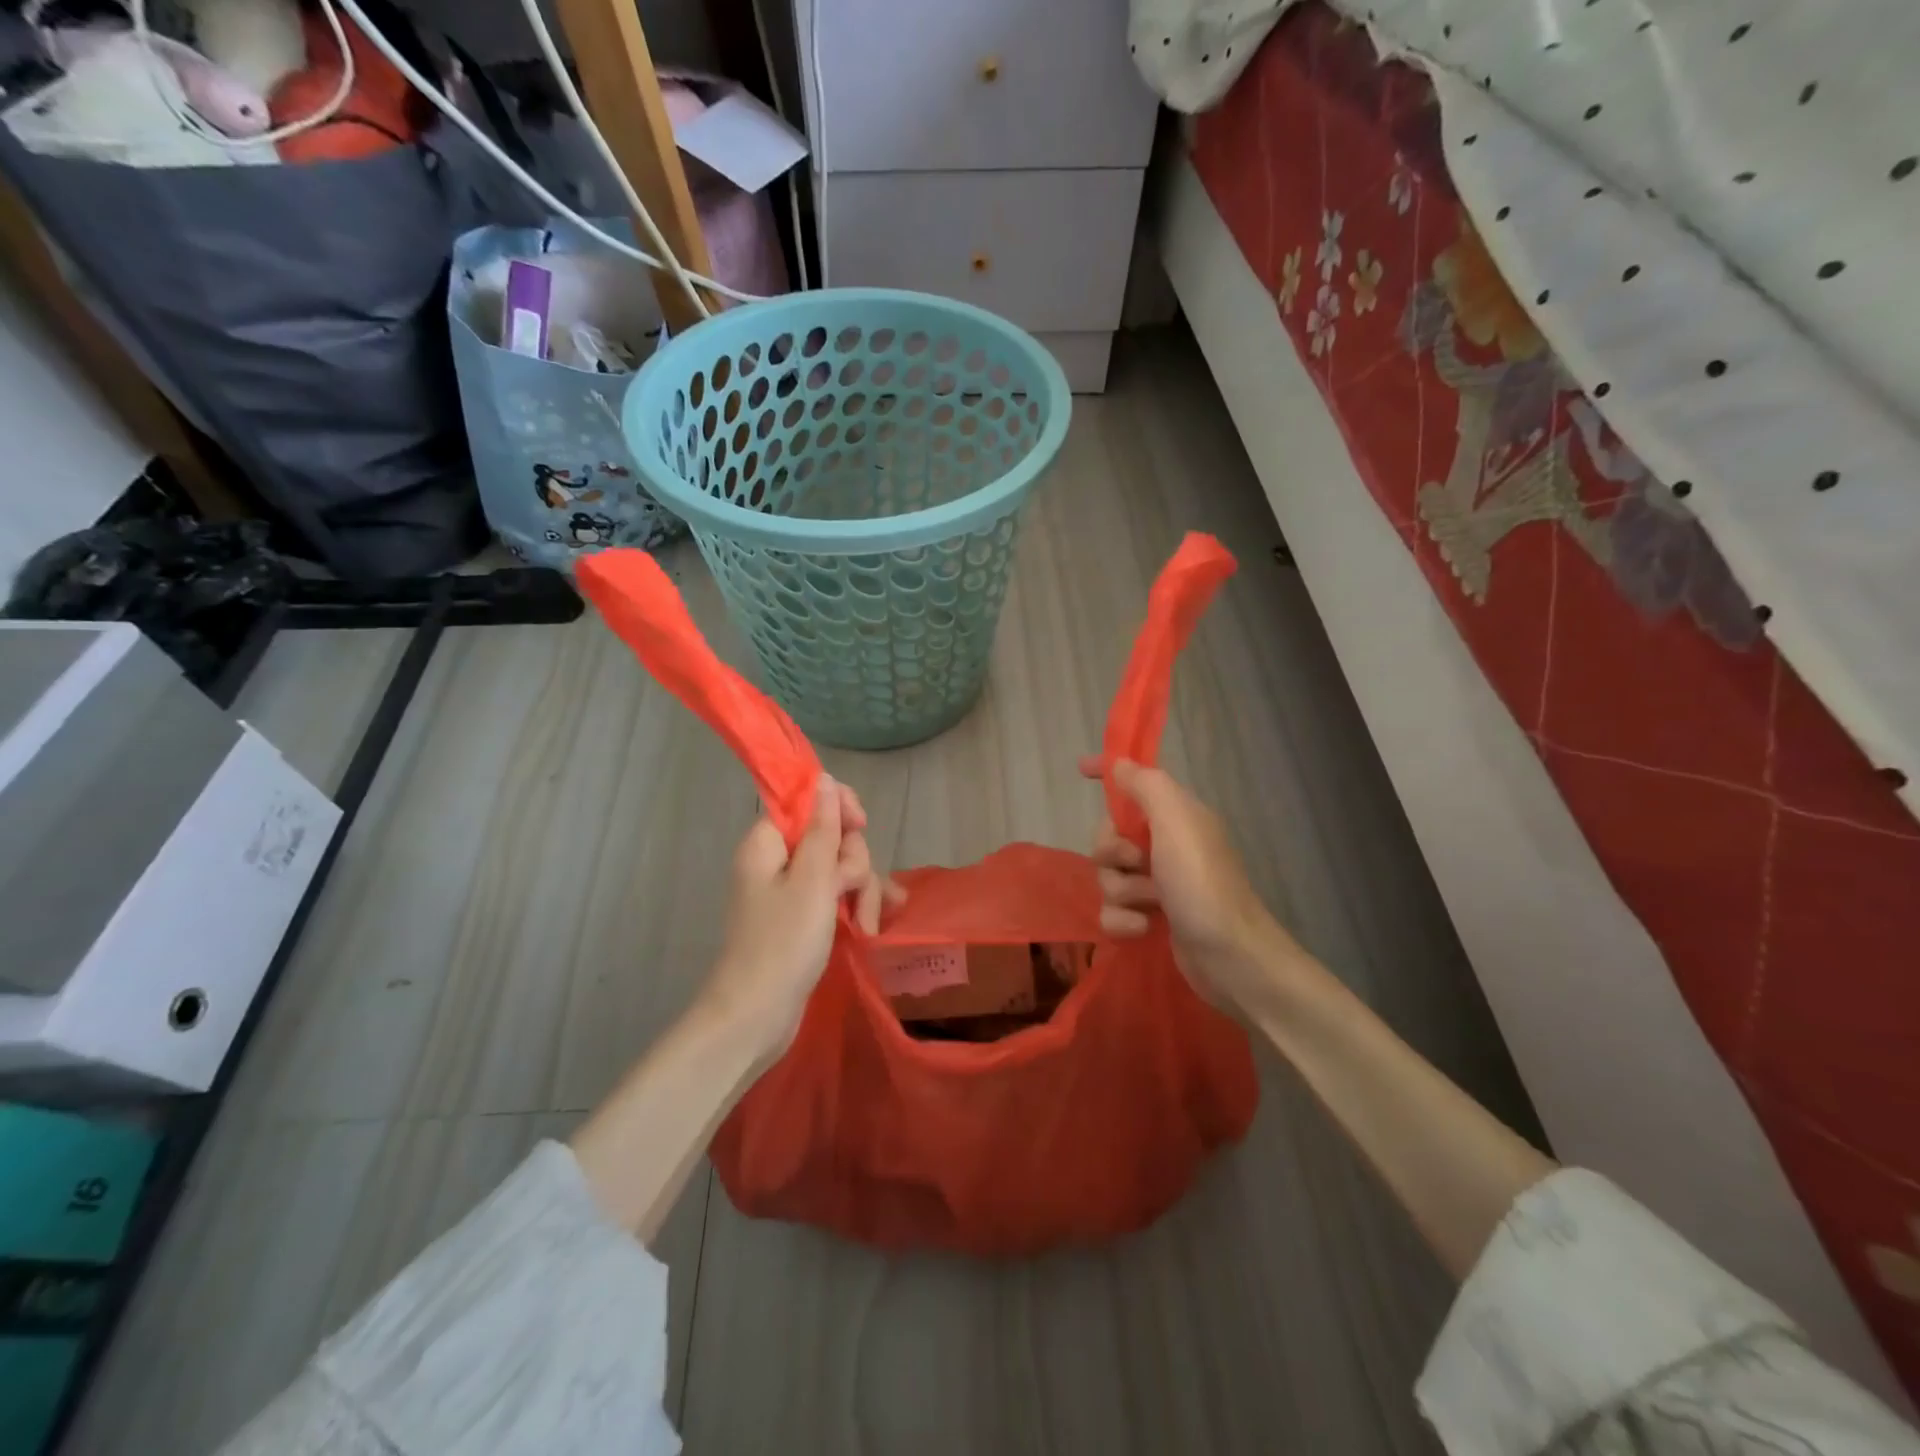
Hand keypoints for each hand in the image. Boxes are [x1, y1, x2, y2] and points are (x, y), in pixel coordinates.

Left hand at [702, 775, 903, 1059]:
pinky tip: (875, 924)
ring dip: (861, 891)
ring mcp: (792, 893)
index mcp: (769, 843)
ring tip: (866, 924)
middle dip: (853, 863)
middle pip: (831, 837)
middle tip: (848, 892)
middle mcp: (779, 862)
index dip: (839, 809)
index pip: (808, 801)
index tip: (859, 826)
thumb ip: (823, 829)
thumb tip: (826, 780)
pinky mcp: (804, 920)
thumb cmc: (782, 944)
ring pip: (840, 870)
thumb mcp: (812, 881)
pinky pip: (837, 897)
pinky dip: (855, 907)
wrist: (756, 1018)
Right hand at [1080, 755, 1305, 1012]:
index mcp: (1175, 816)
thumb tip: (1118, 763)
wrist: (1231, 957)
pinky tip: (1144, 929)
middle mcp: (1165, 845)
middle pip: (1108, 836)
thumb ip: (1145, 786)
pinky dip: (1124, 921)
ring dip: (1121, 891)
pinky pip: (1112, 911)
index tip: (1081, 770)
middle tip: (1135, 863)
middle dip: (1111, 852)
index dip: (1108, 773)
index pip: (1135, 782)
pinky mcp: (1150, 919)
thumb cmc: (1202, 882)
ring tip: (1150, 904)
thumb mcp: (1176, 821)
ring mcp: (1157, 884)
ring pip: (1107, 876)